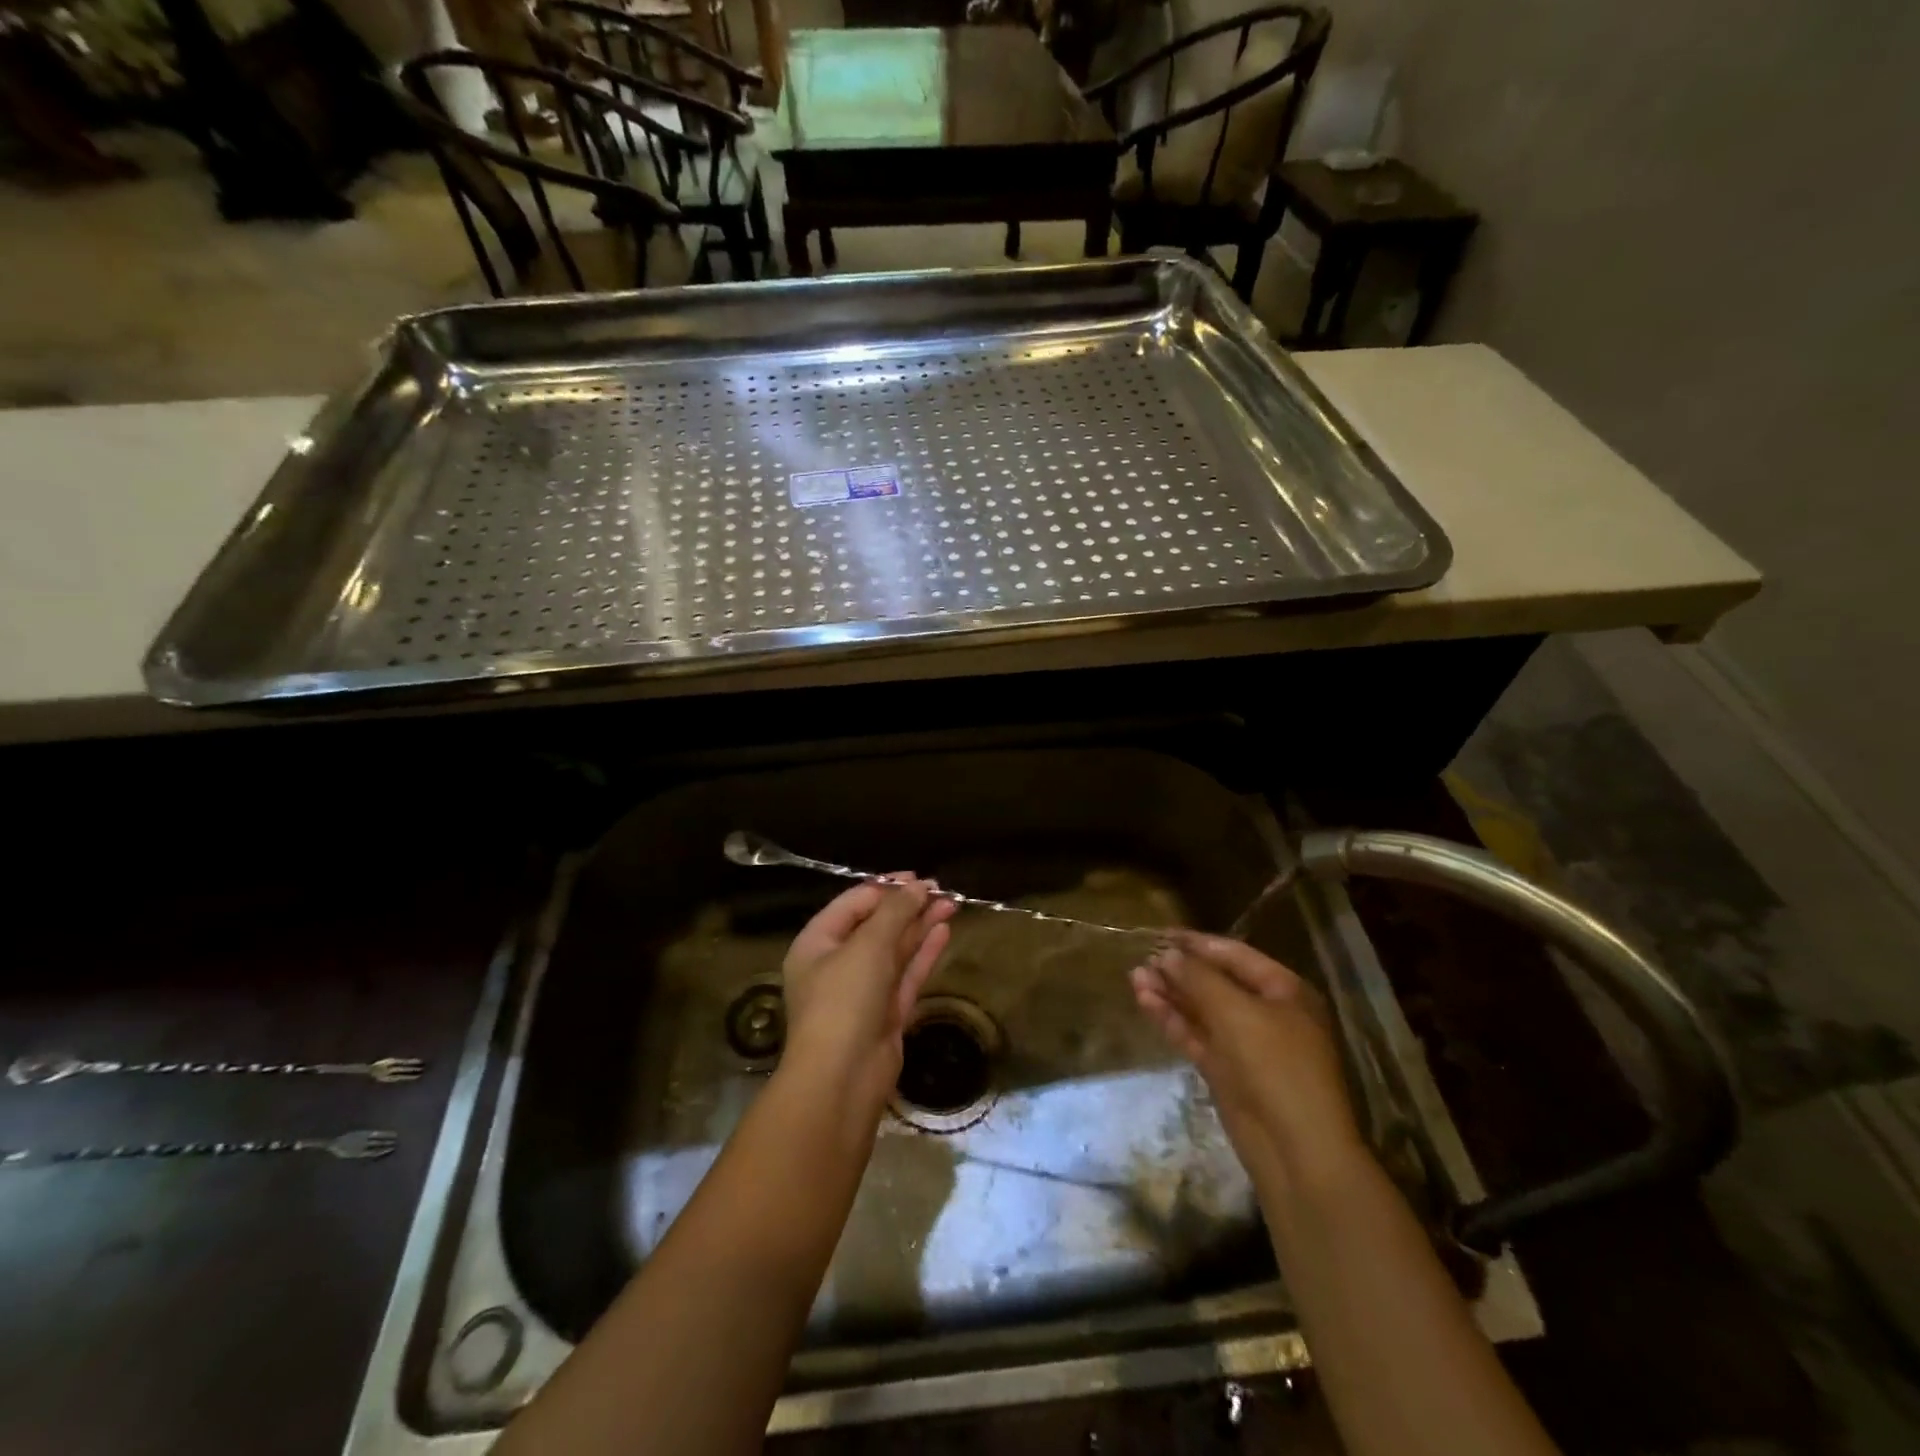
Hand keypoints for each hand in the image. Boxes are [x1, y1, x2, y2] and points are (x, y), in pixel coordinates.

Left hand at [781, 876, 955, 1111]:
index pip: (852, 904)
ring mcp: (863, 991)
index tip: (917, 878)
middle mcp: (837, 964)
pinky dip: (923, 952)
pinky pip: (906, 974)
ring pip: (895, 949)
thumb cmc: (844, 1000)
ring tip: (951, 903)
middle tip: (940, 889)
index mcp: (817, 944)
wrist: (842, 1078)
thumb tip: (918, 887)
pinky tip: (943, 931)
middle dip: (907, 906)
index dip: (885, 888)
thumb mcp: (867, 946)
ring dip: (920, 925)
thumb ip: (895, 912)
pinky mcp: (885, 1013)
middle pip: (875, 925)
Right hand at [1131, 930, 1364, 1186]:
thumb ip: (1198, 979)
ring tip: (1134, 978)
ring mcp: (1246, 1044)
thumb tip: (1167, 955)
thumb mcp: (1236, 1012)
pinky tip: (1145, 1002)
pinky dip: (1172, 1019)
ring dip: (1170, 994)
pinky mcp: (1226, 1071)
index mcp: (1284, 991)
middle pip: (1216, 982)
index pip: (1235, 955)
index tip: (1160, 933)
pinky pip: (1196, 1035)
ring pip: (1202, 1010)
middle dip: (1179, 970)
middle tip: (1142, 958)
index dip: (1197, 943)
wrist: (1296, 1150)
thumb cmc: (1276, 1066)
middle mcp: (1266, 1012)